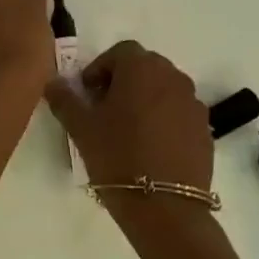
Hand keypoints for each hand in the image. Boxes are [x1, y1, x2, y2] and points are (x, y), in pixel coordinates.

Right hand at [47, 41, 212, 192]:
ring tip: (128, 129)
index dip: (100, 68)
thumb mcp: (80, 126)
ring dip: (145, 99)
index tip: (88, 94)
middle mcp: (173, 77)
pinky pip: (179, 113)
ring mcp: (193, 103)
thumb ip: (64, 98)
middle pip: (144, 67)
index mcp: (141, 68)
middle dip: (123, 81)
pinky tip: (150, 147)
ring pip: (164, 90)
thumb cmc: (117, 155)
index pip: (119, 52)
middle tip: (104, 109)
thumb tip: (53, 82)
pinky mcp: (205, 130)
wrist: (164, 207)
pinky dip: (164, 119)